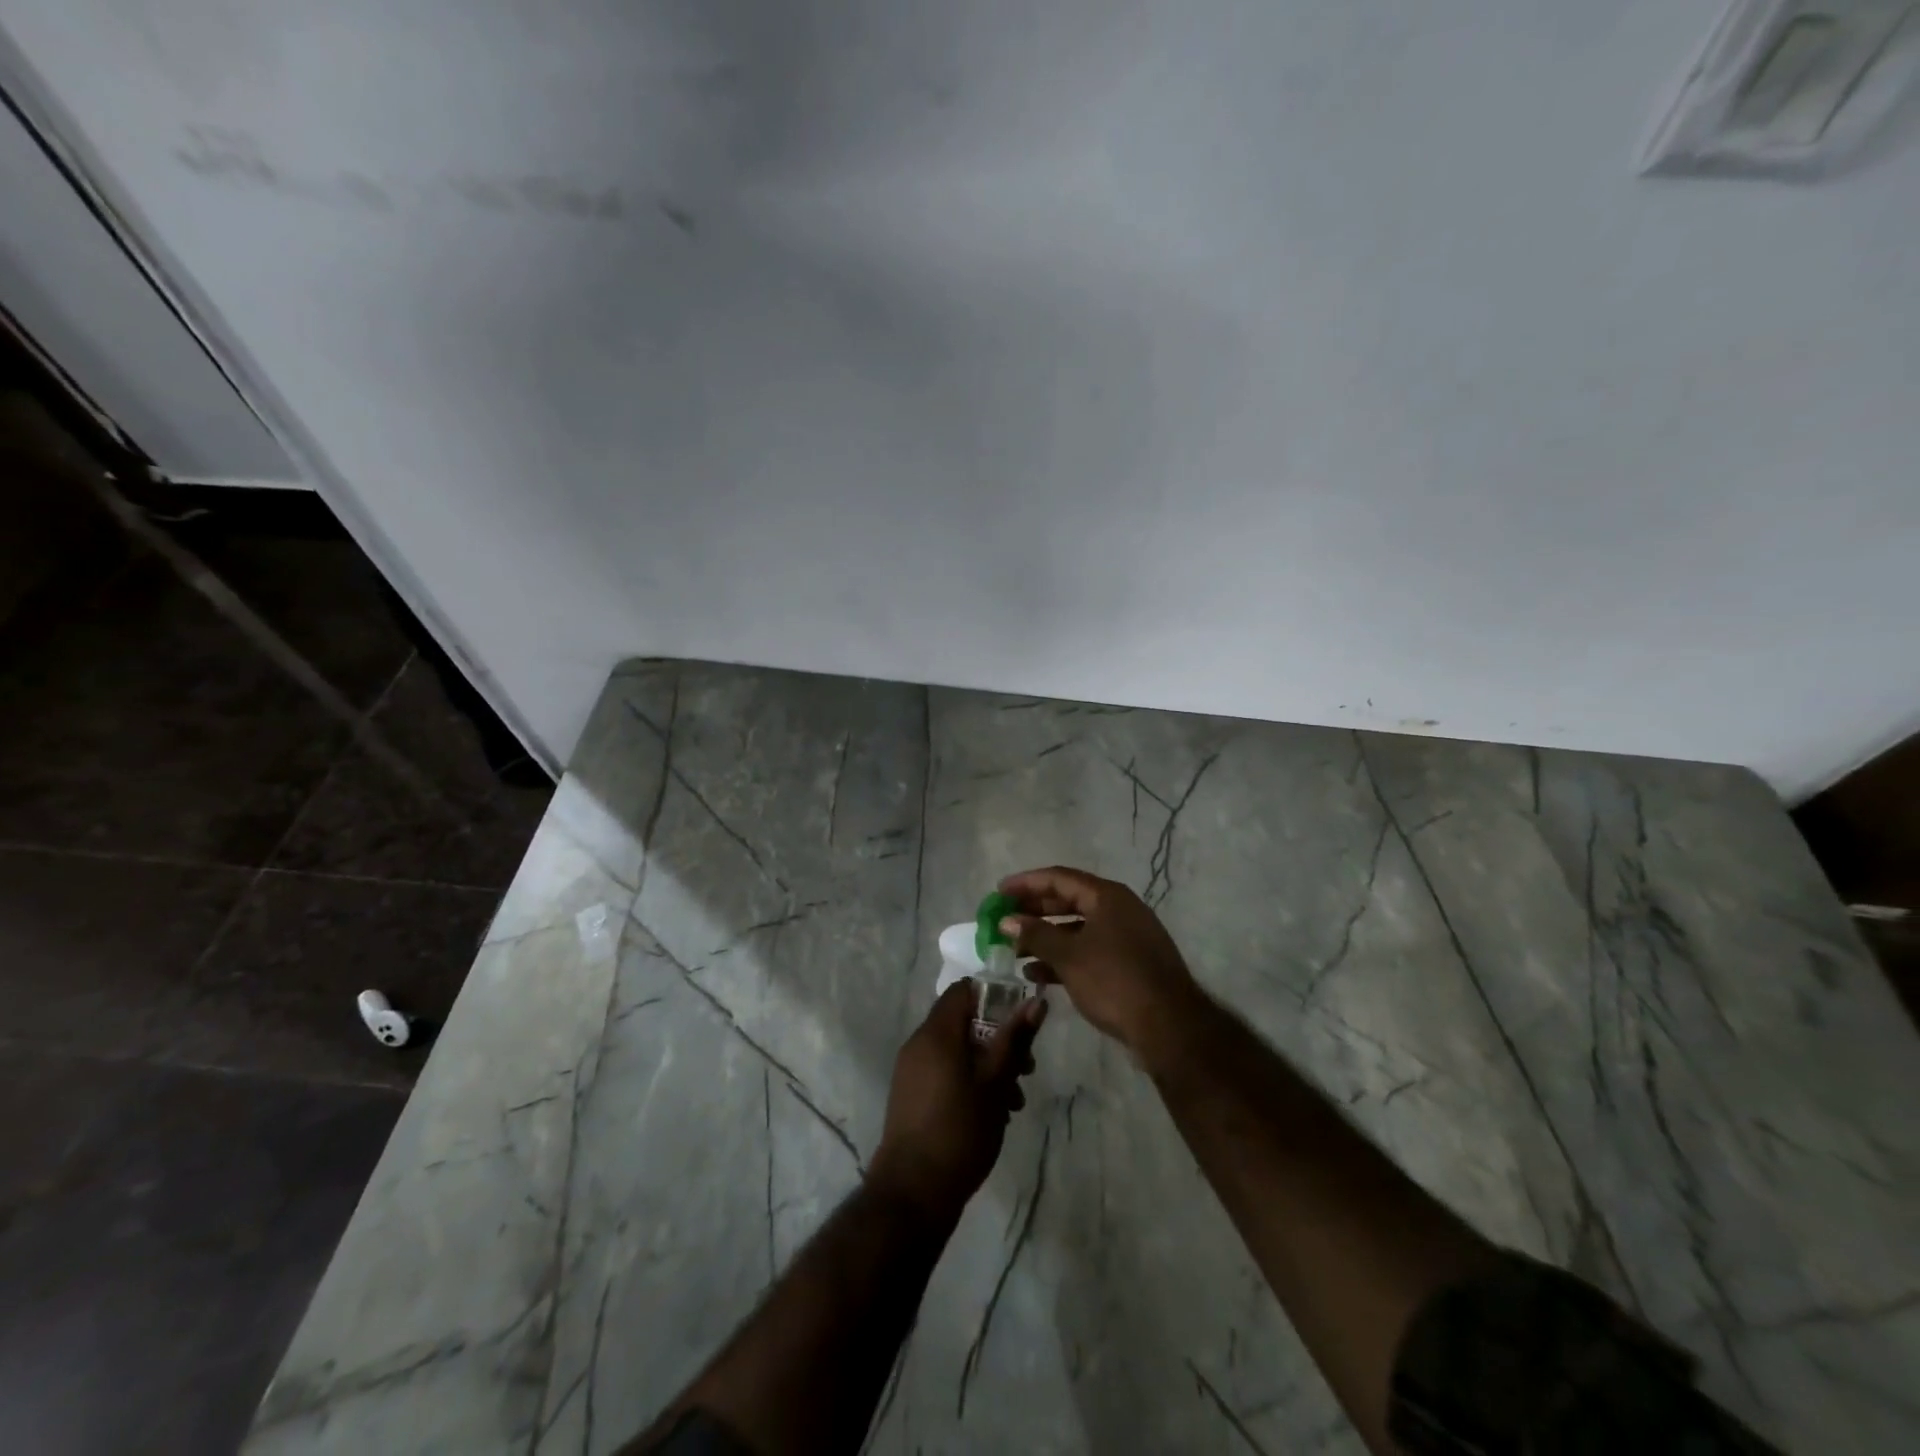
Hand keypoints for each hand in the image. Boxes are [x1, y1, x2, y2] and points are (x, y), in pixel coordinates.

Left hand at [868, 981, 1046, 1221]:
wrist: (912, 1192)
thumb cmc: (960, 1131)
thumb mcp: (996, 1083)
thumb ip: (1014, 1039)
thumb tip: (1036, 1001)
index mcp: (937, 1033)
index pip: (963, 990)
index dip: (995, 998)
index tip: (1020, 1022)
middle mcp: (919, 1043)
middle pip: (964, 1022)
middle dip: (999, 1040)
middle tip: (1025, 1070)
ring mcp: (912, 1070)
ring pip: (957, 1050)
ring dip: (988, 1065)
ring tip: (1014, 1101)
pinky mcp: (911, 1094)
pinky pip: (945, 1071)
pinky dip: (969, 1080)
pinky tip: (992, 1113)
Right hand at [999, 866, 1206, 1060]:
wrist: (1169, 1027)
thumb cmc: (1114, 980)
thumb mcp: (1069, 956)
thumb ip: (1035, 934)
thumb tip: (1006, 921)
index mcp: (1107, 896)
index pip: (1059, 878)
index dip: (1026, 883)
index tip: (999, 891)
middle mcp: (1118, 909)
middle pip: (1068, 901)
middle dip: (1034, 911)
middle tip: (1004, 920)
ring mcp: (1126, 937)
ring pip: (1077, 929)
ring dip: (1045, 938)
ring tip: (1014, 952)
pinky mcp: (1128, 964)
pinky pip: (1088, 951)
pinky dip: (1063, 958)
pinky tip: (1037, 975)